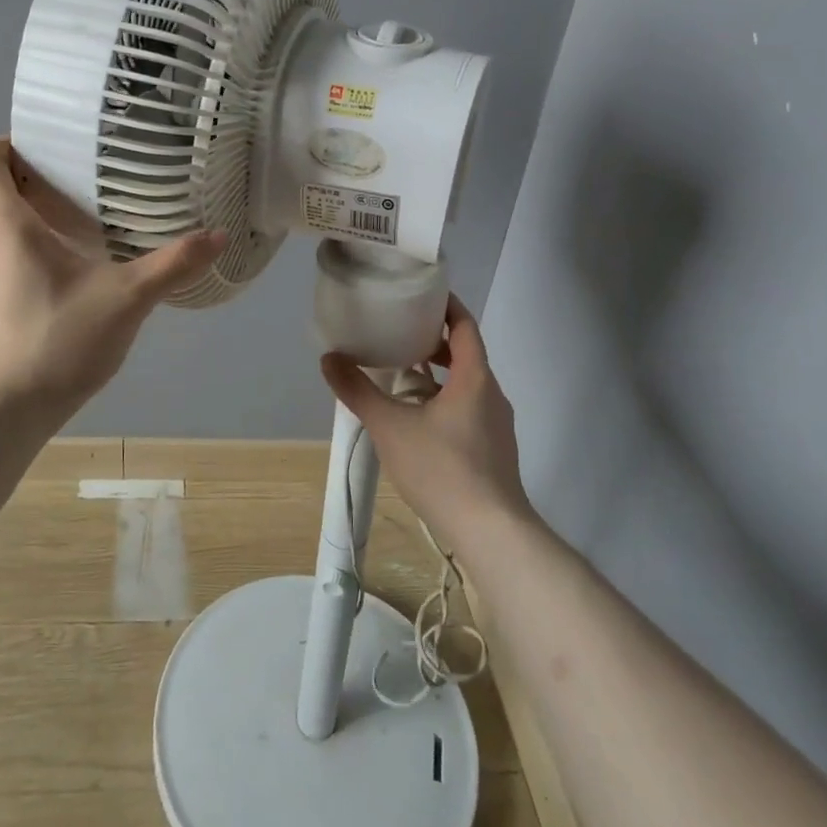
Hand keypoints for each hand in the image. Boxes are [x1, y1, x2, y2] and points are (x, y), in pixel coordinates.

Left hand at [0, 138, 224, 423]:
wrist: (3, 414)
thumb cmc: (55, 343)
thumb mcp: (126, 299)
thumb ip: (173, 265)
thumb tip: (218, 236)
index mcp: (5, 224)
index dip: (10, 142)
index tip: (55, 150)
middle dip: (40, 176)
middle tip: (92, 180)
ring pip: (2, 222)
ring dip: (38, 213)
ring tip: (90, 220)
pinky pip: (5, 252)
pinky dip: (34, 245)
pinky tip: (77, 269)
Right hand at [319, 293, 528, 545]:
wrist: (492, 532)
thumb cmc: (443, 469)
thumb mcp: (391, 427)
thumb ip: (358, 391)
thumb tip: (329, 358)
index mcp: (475, 378)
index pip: (465, 326)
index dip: (446, 305)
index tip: (422, 293)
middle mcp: (492, 395)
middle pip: (466, 354)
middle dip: (434, 341)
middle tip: (400, 334)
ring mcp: (497, 425)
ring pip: (467, 384)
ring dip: (438, 374)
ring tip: (402, 375)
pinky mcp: (494, 450)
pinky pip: (469, 409)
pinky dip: (445, 400)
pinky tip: (418, 419)